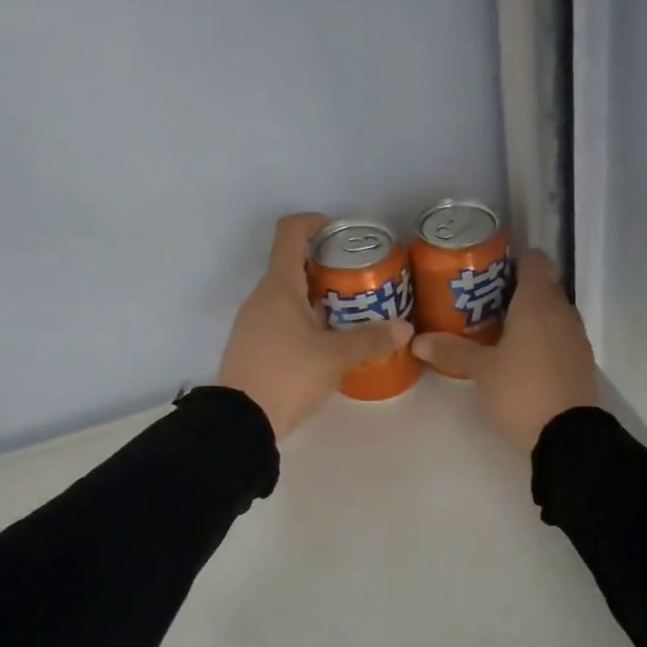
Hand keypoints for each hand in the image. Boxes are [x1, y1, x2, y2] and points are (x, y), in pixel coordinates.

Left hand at [218, 213, 412, 440]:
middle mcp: (262, 296)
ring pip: (291, 295)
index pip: (290, 232)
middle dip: (329, 267)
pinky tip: (331, 342)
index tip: (342, 234)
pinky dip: (308, 319)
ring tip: (354, 314)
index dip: (315, 222)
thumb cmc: (287, 375)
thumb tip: (405, 328)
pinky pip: (284, 318)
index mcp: (279, 286)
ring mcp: (255, 321)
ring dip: (321, 296)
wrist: (240, 423)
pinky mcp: (255, 345)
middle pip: (295, 264)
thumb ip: (371, 339)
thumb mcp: (335, 357)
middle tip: (363, 282)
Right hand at [412, 250, 598, 450]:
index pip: (535, 260)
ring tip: (498, 330)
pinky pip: (560, 335)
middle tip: (483, 302)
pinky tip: (520, 357)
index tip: (490, 271)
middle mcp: (562, 311)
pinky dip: (542, 337)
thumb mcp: (482, 371)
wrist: (569, 436)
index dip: (514, 259)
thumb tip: (417, 340)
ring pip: (553, 311)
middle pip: (543, 285)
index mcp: (538, 302)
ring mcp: (576, 336)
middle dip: (516, 289)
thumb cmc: (522, 391)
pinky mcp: (581, 360)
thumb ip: (452, 351)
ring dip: (530, 315)